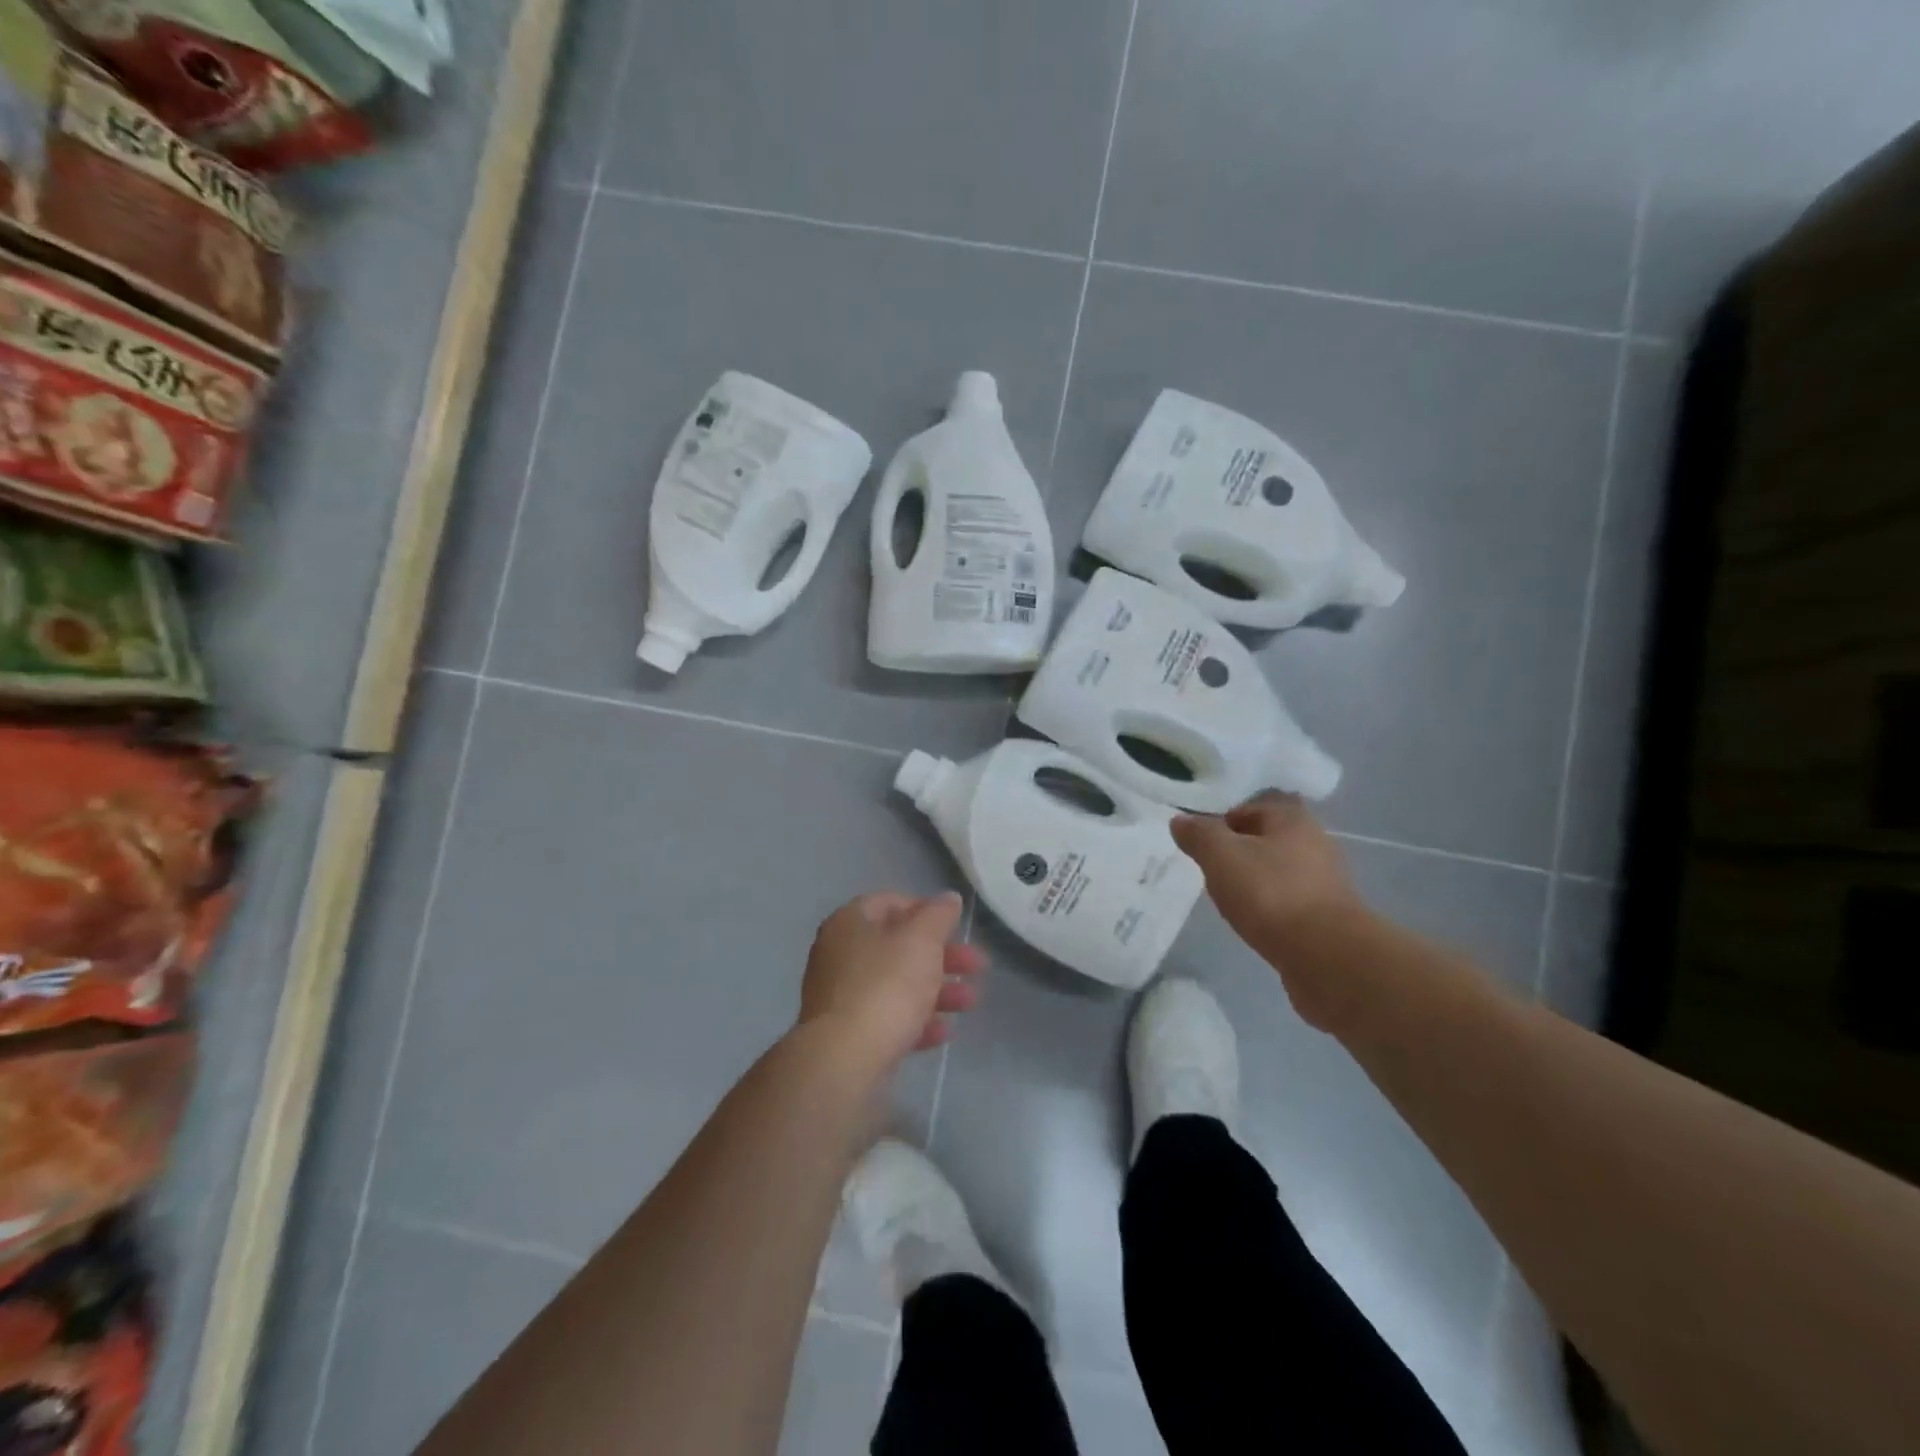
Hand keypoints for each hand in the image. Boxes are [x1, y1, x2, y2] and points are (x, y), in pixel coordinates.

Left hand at [799, 891, 985, 1073]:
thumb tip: (948, 898)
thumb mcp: (921, 940)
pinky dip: (917, 1021)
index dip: (927, 910)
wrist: (845, 1060)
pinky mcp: (849, 1035)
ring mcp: (842, 997)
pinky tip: (944, 1032)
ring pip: (897, 984)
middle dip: (943, 956)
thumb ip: (938, 915)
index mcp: (850, 922)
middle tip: (977, 966)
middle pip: (898, 946)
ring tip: (970, 1002)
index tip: (957, 926)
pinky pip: (889, 1018)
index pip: (891, 902)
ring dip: (937, 990)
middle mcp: (840, 954)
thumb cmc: (886, 985)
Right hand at [1172, 793, 1364, 988]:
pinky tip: (1255, 922)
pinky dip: (1270, 907)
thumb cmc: (1270, 893)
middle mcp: (1315, 842)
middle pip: (1265, 839)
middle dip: (1238, 852)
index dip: (1221, 823)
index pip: (1249, 808)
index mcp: (1292, 819)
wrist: (1327, 956)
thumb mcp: (1221, 855)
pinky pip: (1289, 901)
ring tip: (1230, 900)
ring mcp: (1325, 881)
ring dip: (1254, 881)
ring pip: (1278, 871)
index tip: (1200, 846)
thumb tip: (1180, 820)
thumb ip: (1199, 834)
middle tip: (1211, 872)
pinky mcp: (1328, 916)